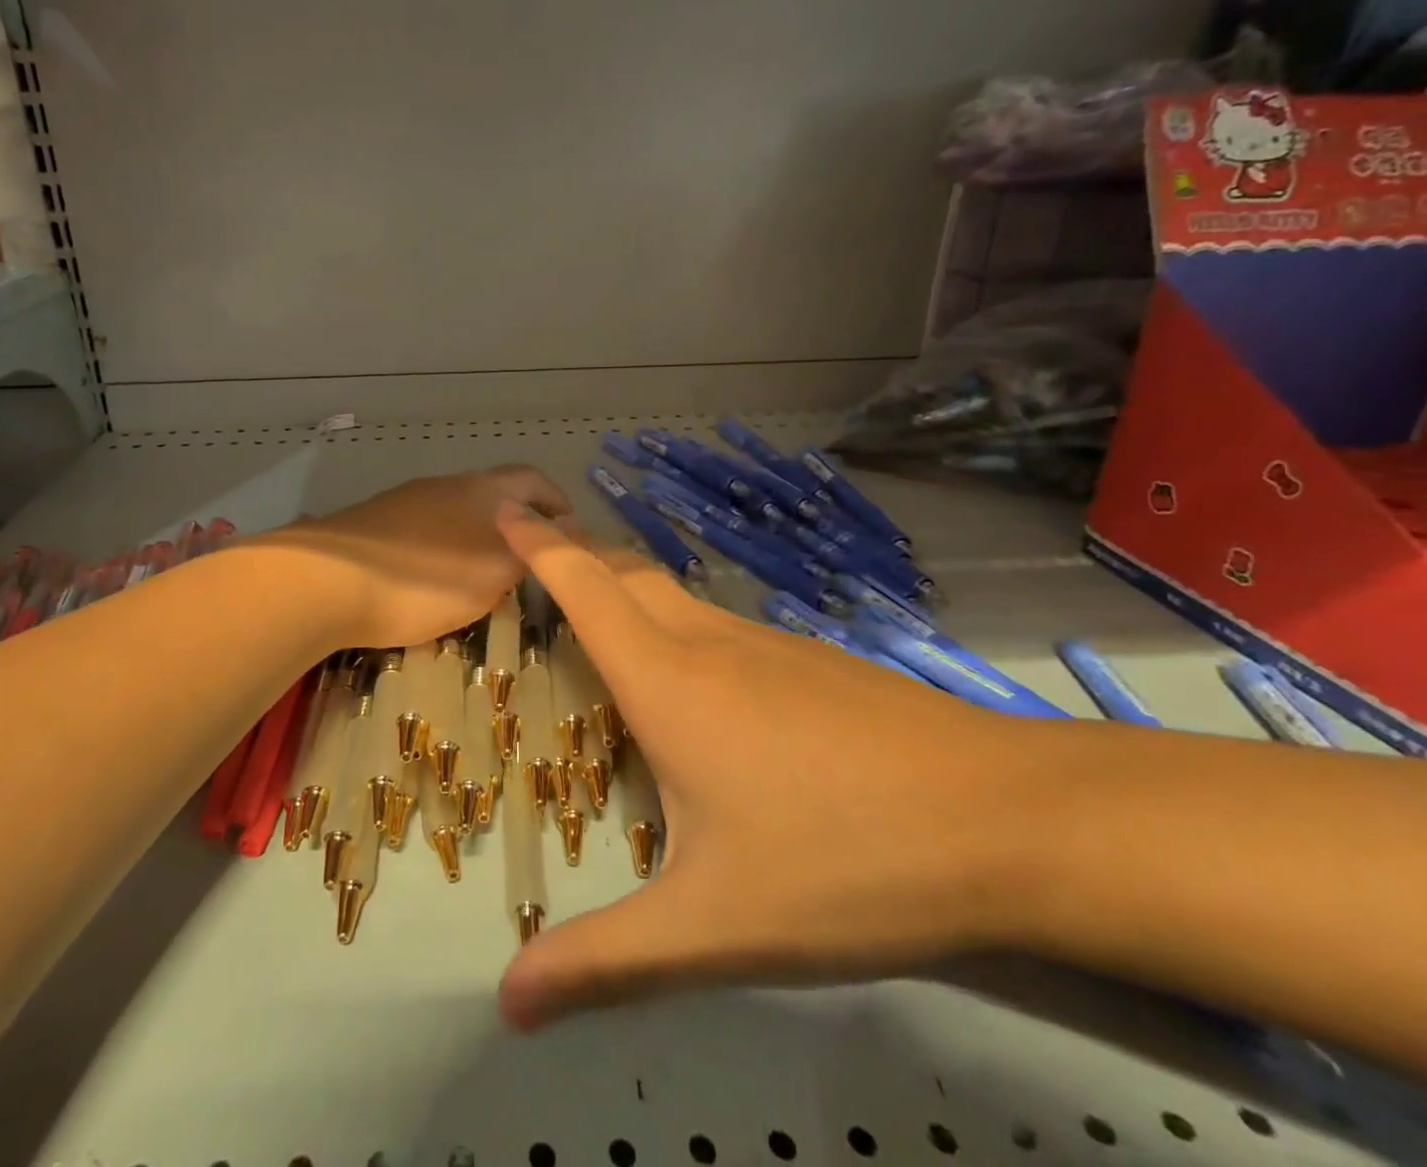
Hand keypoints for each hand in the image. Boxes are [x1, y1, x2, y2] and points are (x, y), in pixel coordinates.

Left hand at [264, 466, 571, 649]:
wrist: (326, 580)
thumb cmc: (425, 581)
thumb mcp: (492, 577)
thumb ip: (527, 554)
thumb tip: (555, 536)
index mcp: (483, 490)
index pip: (534, 480)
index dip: (557, 501)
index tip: (570, 530)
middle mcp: (447, 483)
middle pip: (494, 493)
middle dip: (516, 521)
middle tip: (528, 559)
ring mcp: (407, 498)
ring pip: (457, 510)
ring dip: (478, 533)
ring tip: (483, 573)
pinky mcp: (375, 519)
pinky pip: (426, 526)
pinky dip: (443, 544)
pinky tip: (433, 575)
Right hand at [492, 502, 1037, 1030]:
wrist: (1013, 822)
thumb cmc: (847, 862)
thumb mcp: (715, 928)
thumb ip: (607, 962)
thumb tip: (505, 1005)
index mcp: (668, 681)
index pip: (585, 586)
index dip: (539, 545)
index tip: (504, 511)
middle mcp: (708, 644)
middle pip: (625, 572)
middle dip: (574, 552)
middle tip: (535, 552)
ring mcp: (768, 645)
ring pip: (674, 594)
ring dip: (625, 587)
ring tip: (598, 612)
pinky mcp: (812, 662)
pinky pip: (719, 624)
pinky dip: (676, 622)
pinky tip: (696, 676)